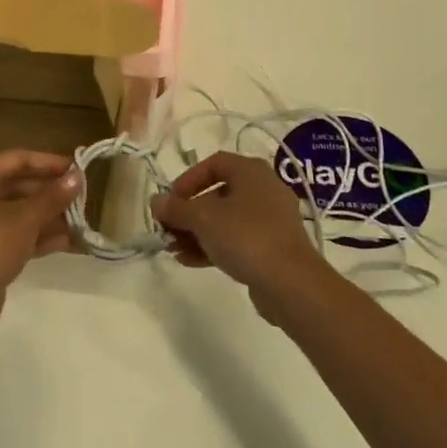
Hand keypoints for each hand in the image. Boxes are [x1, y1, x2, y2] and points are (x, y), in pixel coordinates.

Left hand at [0, 150, 82, 304]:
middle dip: (50, 192)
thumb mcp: (27, 218)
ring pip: (17, 212)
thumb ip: (53, 196)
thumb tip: (78, 176)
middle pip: (17, 185)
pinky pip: (13, 234)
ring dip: (47, 215)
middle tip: (79, 196)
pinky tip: (66, 241)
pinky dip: (36, 235)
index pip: (17, 159)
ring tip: (78, 220)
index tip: (75, 167)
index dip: (48, 162)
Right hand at [150, 152, 335, 319]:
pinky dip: (213, 246)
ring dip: (197, 232)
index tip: (170, 201)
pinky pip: (237, 239)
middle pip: (217, 193)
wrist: (291, 284)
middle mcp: (264, 189)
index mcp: (251, 171)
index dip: (187, 179)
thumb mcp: (203, 218)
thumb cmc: (245, 236)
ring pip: (226, 219)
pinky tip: (189, 261)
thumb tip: (156, 201)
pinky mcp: (273, 247)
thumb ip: (176, 208)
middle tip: (168, 228)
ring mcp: (271, 220)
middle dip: (189, 212)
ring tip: (173, 248)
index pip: (213, 163)